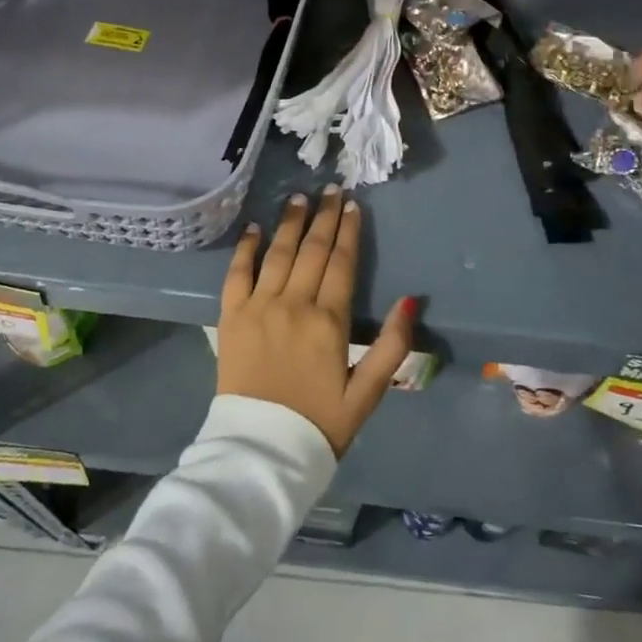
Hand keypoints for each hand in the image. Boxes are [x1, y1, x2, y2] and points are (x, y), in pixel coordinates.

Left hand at [217, 187, 416, 456]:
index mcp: (328, 322)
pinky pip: (237, 274)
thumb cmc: (319, 424)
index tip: (352, 205)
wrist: (261, 452)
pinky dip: (245, 249)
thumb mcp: (367, 393)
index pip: (341, 263)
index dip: (348, 231)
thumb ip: (391, 346)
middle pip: (311, 251)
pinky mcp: (231, 318)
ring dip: (290, 223)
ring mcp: (258, 308)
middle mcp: (293, 305)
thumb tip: (409, 300)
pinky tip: (254, 229)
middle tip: (331, 189)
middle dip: (323, 217)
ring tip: (299, 197)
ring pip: (277, 254)